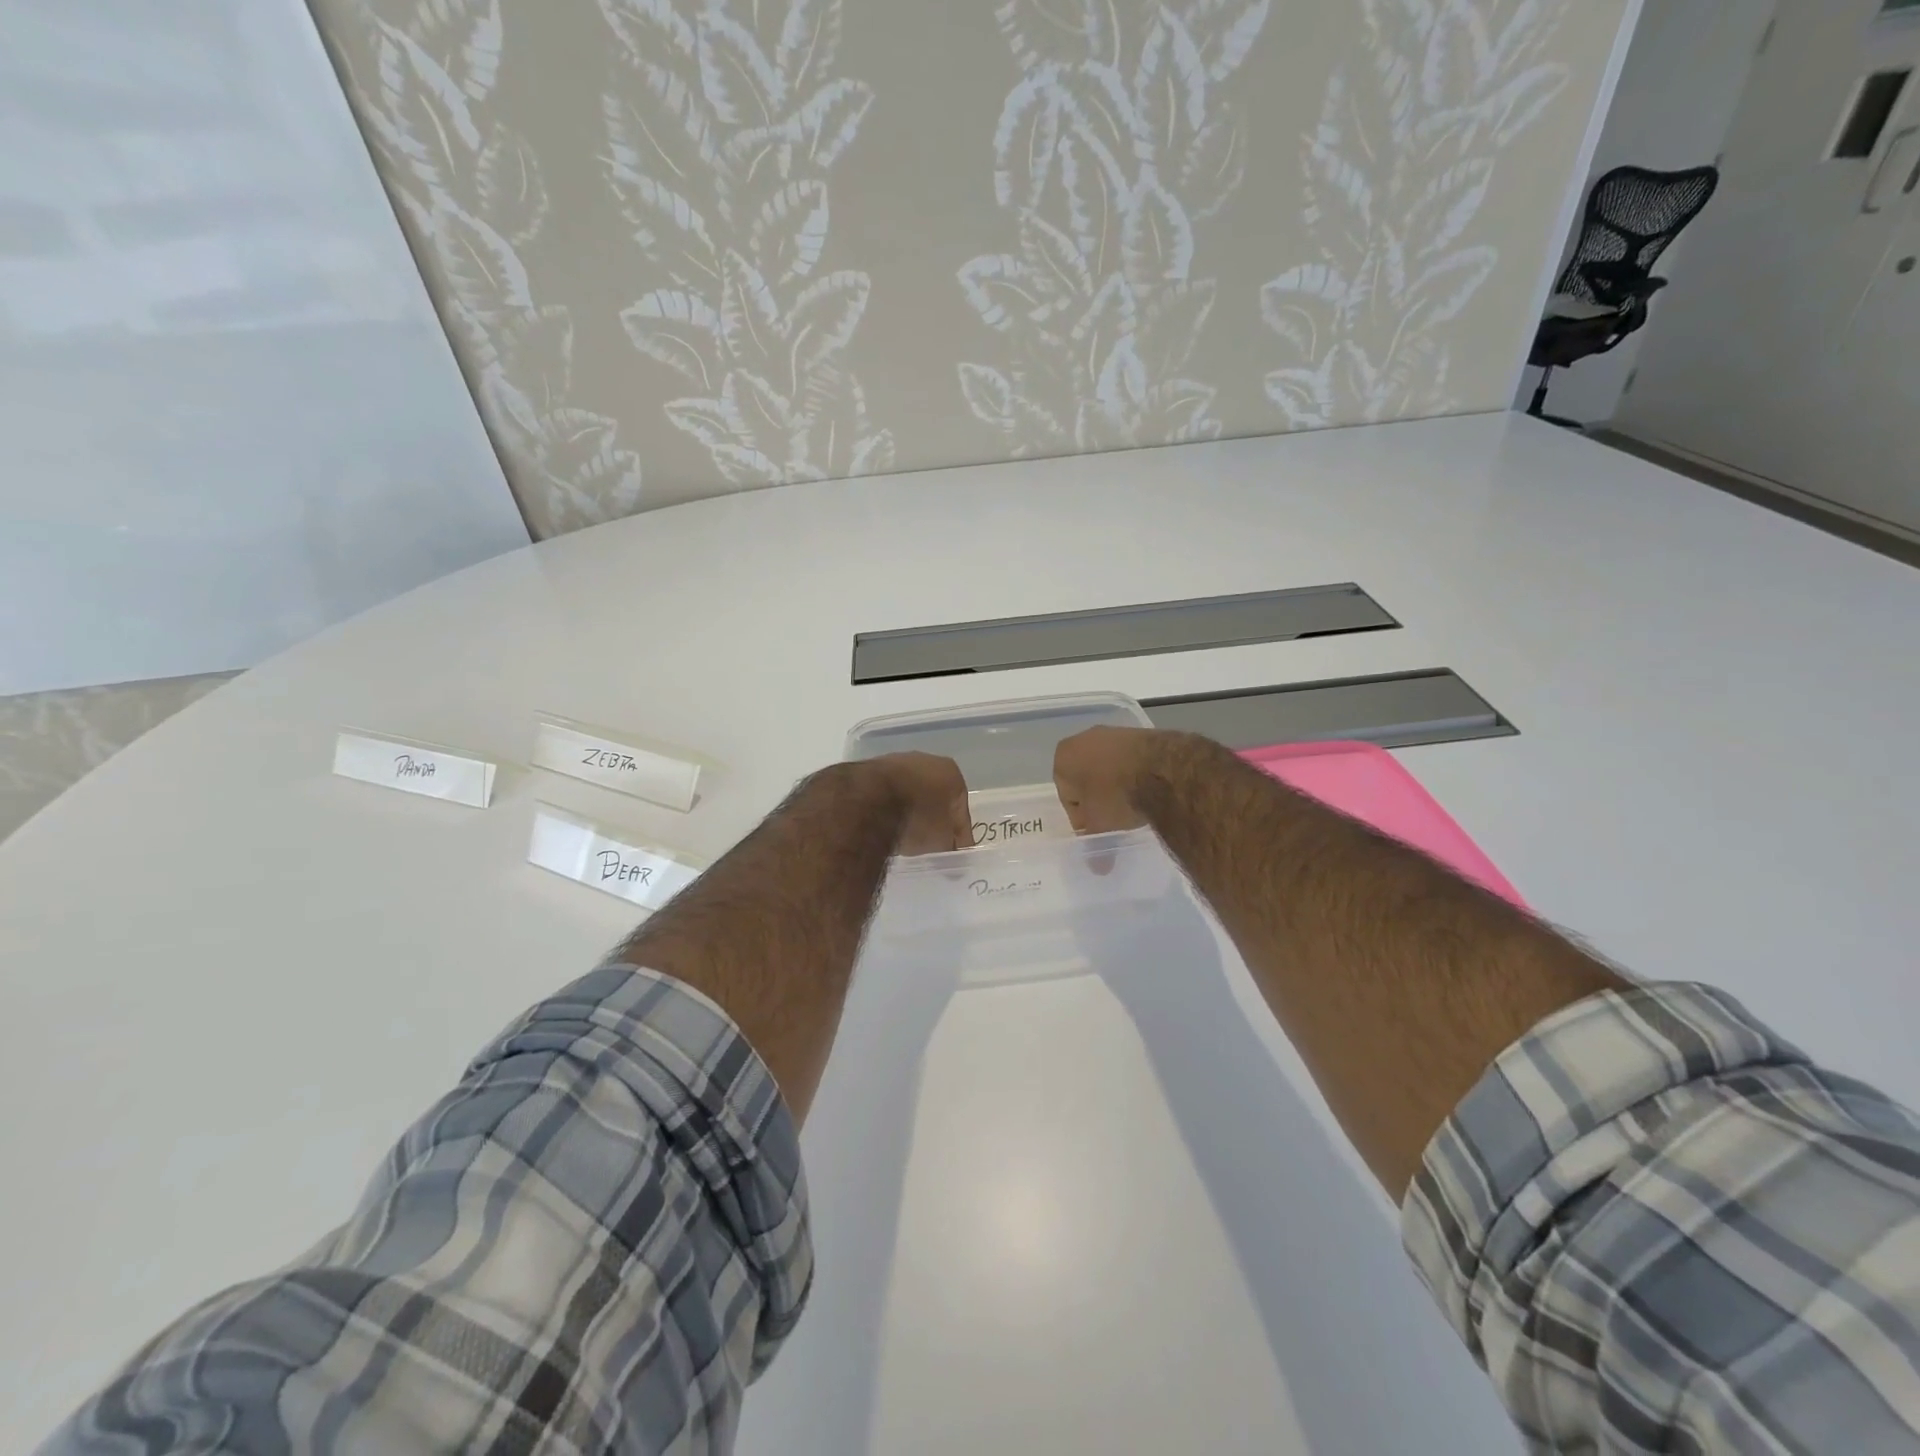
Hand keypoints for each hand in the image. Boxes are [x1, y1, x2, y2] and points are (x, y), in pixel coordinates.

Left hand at [860, 752, 972, 855]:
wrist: (872, 799)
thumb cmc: (917, 817)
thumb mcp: (941, 840)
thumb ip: (948, 843)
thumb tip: (946, 847)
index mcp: (952, 773)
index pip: (961, 810)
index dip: (961, 835)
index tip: (957, 853)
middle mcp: (928, 761)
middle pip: (937, 798)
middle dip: (936, 819)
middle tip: (934, 843)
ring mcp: (898, 763)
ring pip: (912, 794)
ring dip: (913, 813)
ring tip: (908, 837)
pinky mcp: (873, 771)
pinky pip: (891, 795)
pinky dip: (892, 809)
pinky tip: (888, 826)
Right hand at [1053, 726, 1165, 834]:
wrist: (1161, 770)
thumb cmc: (1115, 795)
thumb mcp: (1097, 824)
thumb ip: (1090, 833)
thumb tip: (1094, 852)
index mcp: (1063, 756)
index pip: (1066, 795)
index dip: (1081, 817)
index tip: (1095, 829)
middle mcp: (1082, 738)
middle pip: (1085, 777)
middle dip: (1096, 797)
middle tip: (1111, 818)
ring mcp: (1112, 732)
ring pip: (1107, 767)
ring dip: (1114, 784)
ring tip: (1131, 805)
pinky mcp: (1139, 733)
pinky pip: (1128, 760)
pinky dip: (1132, 773)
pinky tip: (1145, 789)